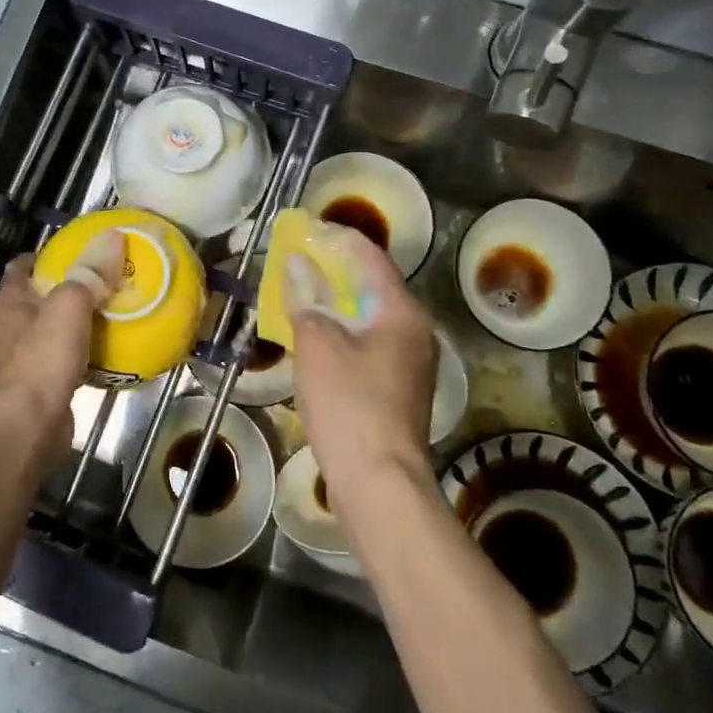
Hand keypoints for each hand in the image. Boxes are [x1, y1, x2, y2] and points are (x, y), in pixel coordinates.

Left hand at [0, 237, 121, 471]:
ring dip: (81, 319)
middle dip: (72, 286)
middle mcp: (12, 325)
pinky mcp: (41, 382)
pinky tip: (112, 347)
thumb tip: (114, 236)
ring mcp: (24, 356)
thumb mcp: (70, 304)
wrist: (31, 426)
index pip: (23, 265)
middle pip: (43, 295)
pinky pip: (66, 356)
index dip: (49, 254)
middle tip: (108, 278)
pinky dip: (86, 349)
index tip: (81, 249)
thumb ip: (90, 272)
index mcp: (10, 301)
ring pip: (56, 327)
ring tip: (116, 309)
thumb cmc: (43, 358)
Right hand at [288, 229, 436, 492]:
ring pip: (371, 317)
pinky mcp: (401, 388)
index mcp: (402, 311)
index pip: (370, 257)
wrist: (380, 482)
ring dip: (337, 303)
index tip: (306, 230)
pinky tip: (318, 339)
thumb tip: (297, 264)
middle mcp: (416, 330)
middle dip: (334, 271)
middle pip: (373, 286)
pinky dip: (345, 332)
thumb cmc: (349, 404)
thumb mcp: (317, 344)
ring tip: (301, 296)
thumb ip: (306, 299)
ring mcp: (412, 362)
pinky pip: (371, 343)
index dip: (337, 239)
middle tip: (297, 262)